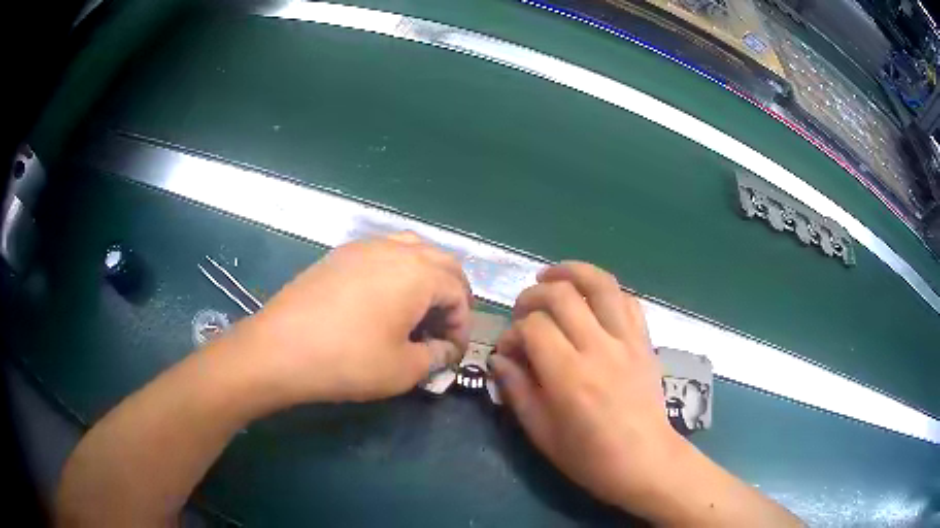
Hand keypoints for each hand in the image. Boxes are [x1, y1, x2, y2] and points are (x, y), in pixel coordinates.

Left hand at [228, 232, 471, 406]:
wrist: (280, 348)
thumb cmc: (347, 361)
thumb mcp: (403, 369)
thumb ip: (435, 357)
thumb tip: (445, 350)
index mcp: (419, 274)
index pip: (459, 293)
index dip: (463, 325)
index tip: (452, 352)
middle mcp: (396, 249)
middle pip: (443, 262)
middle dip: (453, 294)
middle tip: (445, 327)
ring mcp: (365, 247)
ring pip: (413, 248)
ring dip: (427, 276)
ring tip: (419, 308)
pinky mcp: (340, 254)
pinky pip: (384, 251)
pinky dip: (399, 269)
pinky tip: (385, 298)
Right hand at [491, 262, 682, 510]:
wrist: (646, 461)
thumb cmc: (590, 458)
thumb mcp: (542, 434)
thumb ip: (517, 391)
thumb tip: (500, 359)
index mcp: (570, 377)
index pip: (533, 327)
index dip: (513, 332)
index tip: (509, 350)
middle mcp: (599, 348)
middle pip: (562, 295)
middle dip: (533, 295)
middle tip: (522, 311)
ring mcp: (627, 341)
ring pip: (600, 284)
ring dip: (571, 272)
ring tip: (551, 276)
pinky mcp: (645, 341)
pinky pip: (628, 300)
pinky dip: (606, 291)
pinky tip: (591, 299)